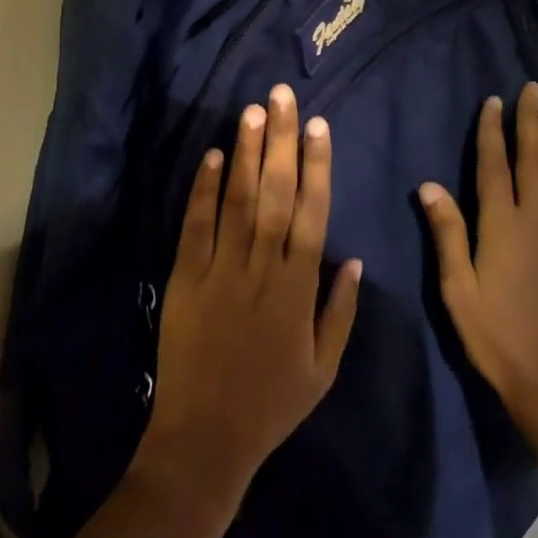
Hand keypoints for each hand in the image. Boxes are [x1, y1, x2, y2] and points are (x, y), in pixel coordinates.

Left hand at [136, 85, 363, 503]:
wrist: (204, 440)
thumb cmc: (271, 405)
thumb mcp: (323, 369)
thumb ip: (340, 312)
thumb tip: (353, 260)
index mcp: (297, 289)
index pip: (312, 213)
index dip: (317, 166)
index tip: (318, 126)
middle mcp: (261, 269)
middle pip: (276, 193)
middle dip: (280, 141)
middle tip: (281, 96)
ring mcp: (220, 271)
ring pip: (238, 200)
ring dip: (247, 153)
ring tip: (252, 111)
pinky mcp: (184, 279)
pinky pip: (196, 226)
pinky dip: (203, 190)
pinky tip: (212, 156)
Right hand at [421, 83, 537, 422]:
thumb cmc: (494, 334)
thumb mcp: (458, 287)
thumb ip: (447, 233)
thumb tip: (429, 185)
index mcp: (501, 225)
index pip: (494, 166)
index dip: (493, 132)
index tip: (495, 100)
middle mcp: (533, 221)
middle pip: (531, 161)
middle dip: (530, 123)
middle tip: (535, 89)